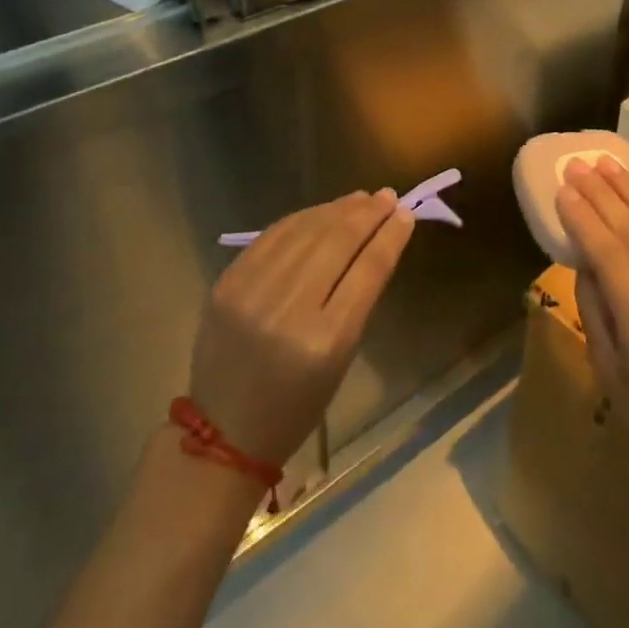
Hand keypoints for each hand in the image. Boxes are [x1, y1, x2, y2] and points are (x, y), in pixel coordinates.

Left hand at [189, 190, 414, 468]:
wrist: (222, 431)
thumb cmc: (296, 405)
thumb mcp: (340, 360)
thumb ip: (358, 299)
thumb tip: (377, 242)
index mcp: (325, 341)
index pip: (366, 271)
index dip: (389, 237)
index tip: (405, 214)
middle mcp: (288, 310)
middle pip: (337, 243)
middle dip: (367, 215)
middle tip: (388, 196)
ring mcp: (252, 292)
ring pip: (305, 231)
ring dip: (338, 210)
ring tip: (361, 198)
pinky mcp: (227, 283)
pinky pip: (273, 236)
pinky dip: (303, 219)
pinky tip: (323, 211)